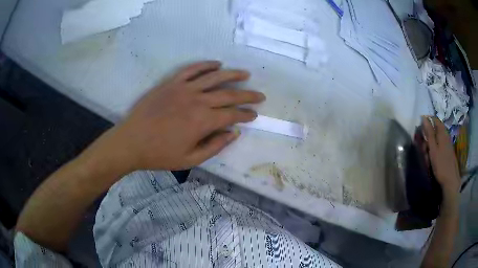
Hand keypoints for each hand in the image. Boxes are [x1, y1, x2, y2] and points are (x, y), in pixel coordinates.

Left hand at [111, 61, 264, 170]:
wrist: (131, 142)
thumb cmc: (159, 154)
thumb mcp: (190, 160)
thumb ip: (214, 146)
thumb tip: (233, 133)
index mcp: (202, 121)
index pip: (232, 115)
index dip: (246, 115)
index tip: (254, 115)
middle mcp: (197, 101)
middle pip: (228, 94)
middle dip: (247, 95)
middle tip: (260, 95)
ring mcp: (183, 88)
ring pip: (214, 77)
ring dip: (232, 75)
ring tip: (245, 74)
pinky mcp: (171, 82)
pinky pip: (192, 69)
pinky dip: (206, 65)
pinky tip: (217, 64)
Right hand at [422, 116, 460, 200]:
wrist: (451, 180)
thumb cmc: (441, 164)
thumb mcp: (433, 149)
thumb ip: (429, 133)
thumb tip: (424, 118)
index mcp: (442, 132)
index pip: (435, 119)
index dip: (427, 121)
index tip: (420, 129)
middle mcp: (446, 135)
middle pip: (435, 130)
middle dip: (428, 136)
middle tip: (423, 148)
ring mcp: (448, 144)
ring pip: (437, 139)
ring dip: (431, 145)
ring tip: (427, 156)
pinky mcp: (448, 151)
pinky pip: (440, 146)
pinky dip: (435, 150)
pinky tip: (433, 159)